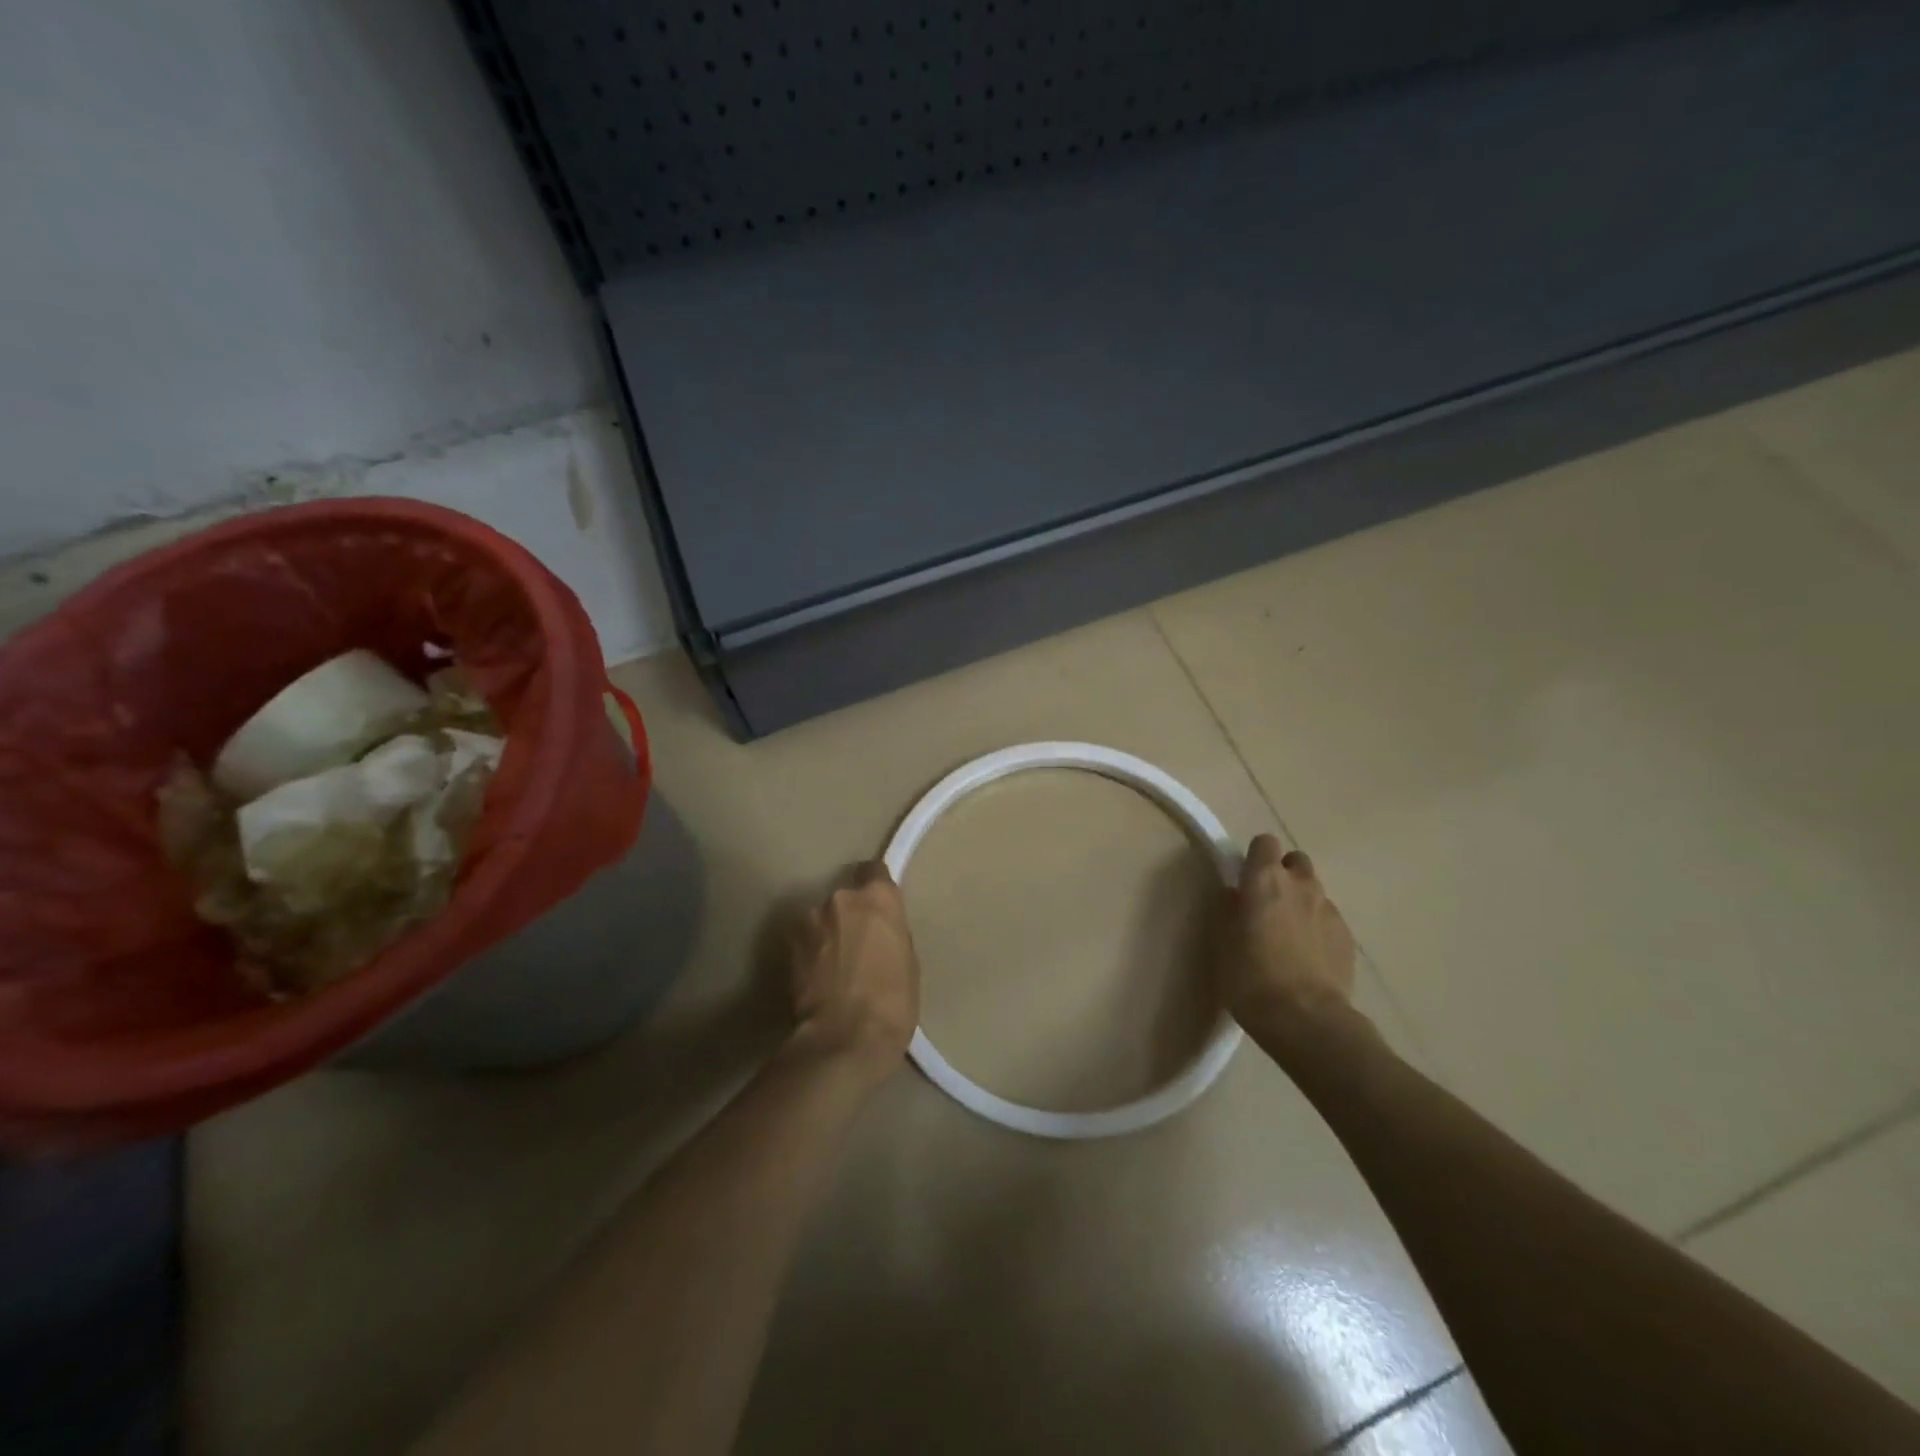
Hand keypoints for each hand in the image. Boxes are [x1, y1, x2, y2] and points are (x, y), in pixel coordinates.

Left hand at [787, 862, 920, 1077]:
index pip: (874, 870)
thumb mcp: (907, 961)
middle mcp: (841, 898)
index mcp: (878, 898)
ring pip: (821, 918)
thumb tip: (878, 930)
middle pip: (845, 897)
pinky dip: (809, 951)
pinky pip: (804, 940)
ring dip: (826, 933)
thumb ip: (890, 932)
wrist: (844, 1039)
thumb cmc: (892, 1002)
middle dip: (849, 915)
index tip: (877, 906)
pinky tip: (817, 977)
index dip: (875, 886)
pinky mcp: (787, 945)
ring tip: (833, 966)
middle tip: (857, 944)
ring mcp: (809, 919)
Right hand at [1217, 835, 1367, 1047]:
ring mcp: (1329, 910)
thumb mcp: (1222, 941)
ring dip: (1301, 902)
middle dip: (1283, 874)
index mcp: (1264, 879)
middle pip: (1295, 861)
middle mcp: (1301, 885)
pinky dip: (1317, 929)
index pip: (1264, 843)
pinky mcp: (1348, 937)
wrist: (1306, 1019)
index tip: (1244, 879)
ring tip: (1288, 935)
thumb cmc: (1250, 976)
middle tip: (1267, 904)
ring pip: (1314, 891)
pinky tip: (1307, 958)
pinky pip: (1328, 920)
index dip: (1254, 857)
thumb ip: (1228, 909)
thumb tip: (1235, 895)